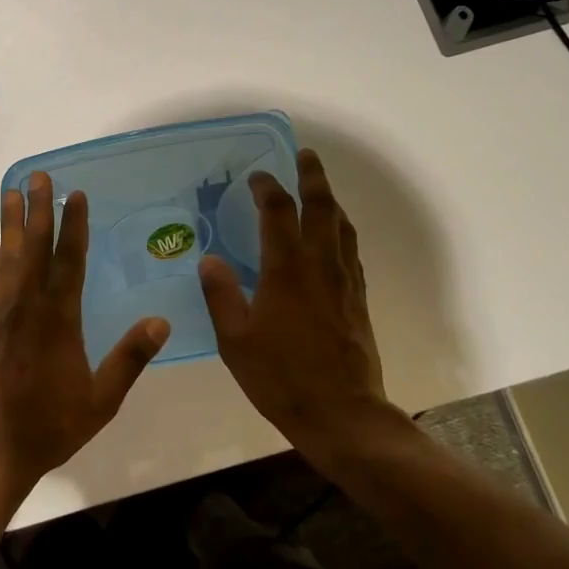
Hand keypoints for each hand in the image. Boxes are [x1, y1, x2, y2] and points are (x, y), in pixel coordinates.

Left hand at [0, 172, 170, 507]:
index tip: (75, 195)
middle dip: (37, 210)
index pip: (69, 261)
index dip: (73, 225)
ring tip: (9, 193)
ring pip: (8, 259)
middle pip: (34, 248)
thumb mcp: (101, 399)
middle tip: (37, 176)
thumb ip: (130, 358)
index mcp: (59, 320)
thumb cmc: (51, 426)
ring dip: (10, 224)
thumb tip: (162, 320)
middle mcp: (28, 307)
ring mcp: (2, 316)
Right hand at [199, 149, 409, 465]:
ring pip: (343, 227)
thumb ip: (221, 295)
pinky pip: (351, 251)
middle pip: (322, 208)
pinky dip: (341, 231)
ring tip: (321, 189)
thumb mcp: (235, 339)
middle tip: (306, 155)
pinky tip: (335, 238)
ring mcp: (345, 282)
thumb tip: (209, 259)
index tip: (257, 175)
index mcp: (286, 270)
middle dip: (313, 177)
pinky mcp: (358, 300)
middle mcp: (320, 266)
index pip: (278, 213)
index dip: (267, 188)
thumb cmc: (281, 377)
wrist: (342, 414)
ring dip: (331, 201)